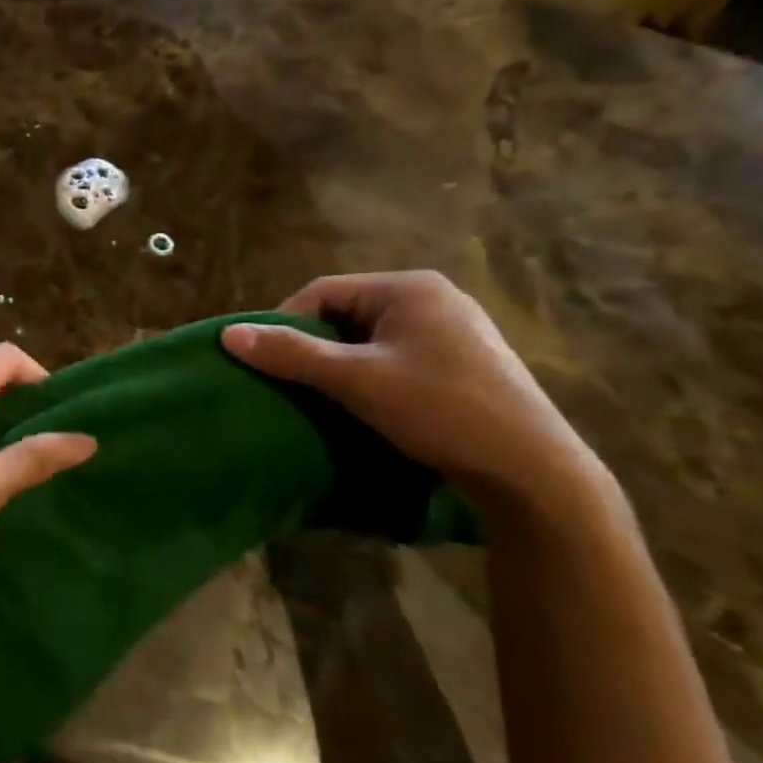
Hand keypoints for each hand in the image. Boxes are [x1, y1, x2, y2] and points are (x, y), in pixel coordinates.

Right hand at [223, 270, 606, 509]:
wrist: (535, 474)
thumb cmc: (440, 410)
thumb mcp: (356, 380)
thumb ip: (291, 354)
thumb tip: (228, 335)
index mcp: (410, 288)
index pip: (323, 292)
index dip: (286, 324)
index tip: (267, 363)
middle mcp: (436, 299)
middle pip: (349, 315)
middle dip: (316, 348)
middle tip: (295, 385)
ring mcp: (457, 332)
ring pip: (374, 340)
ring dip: (343, 366)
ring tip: (327, 400)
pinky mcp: (468, 364)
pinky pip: (400, 359)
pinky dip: (375, 378)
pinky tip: (372, 408)